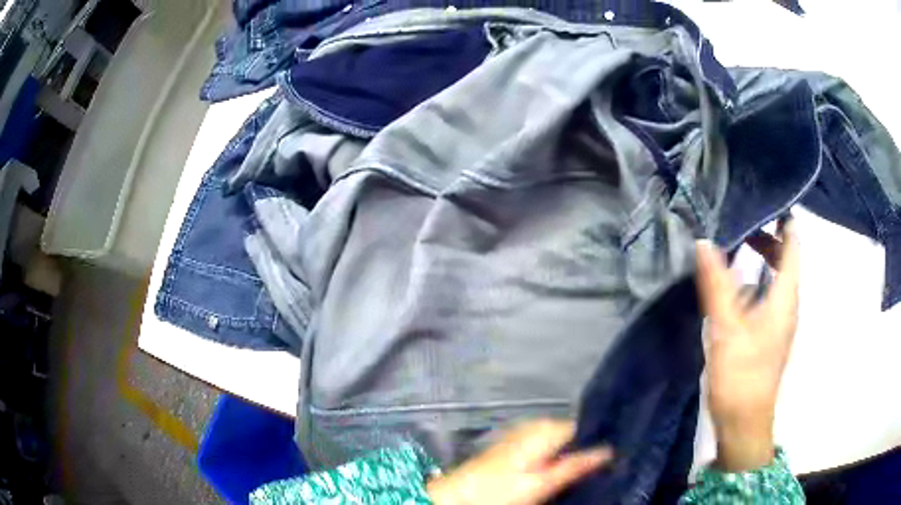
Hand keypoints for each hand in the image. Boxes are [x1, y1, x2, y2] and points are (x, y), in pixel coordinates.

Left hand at [427, 420, 612, 504]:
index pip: (586, 426)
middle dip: (587, 448)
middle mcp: (537, 424)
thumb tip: (610, 450)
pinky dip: (557, 456)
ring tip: (589, 470)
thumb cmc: (500, 490)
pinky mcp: (516, 445)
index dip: (602, 440)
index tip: (619, 454)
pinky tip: (562, 470)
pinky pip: (547, 446)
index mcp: (547, 428)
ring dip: (573, 453)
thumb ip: (575, 466)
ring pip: (561, 440)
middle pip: (574, 433)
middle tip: (606, 467)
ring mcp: (525, 434)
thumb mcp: (542, 483)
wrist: (458, 495)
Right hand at [695, 220, 798, 471]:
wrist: (744, 422)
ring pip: (778, 277)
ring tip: (736, 242)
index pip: (793, 244)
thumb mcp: (727, 328)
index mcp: (786, 296)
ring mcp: (781, 320)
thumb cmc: (742, 375)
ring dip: (762, 257)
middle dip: (768, 236)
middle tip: (740, 219)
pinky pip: (769, 294)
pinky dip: (757, 279)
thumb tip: (704, 241)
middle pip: (786, 258)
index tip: (764, 197)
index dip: (784, 219)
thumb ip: (717, 285)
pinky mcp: (771, 334)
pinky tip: (736, 284)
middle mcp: (789, 303)